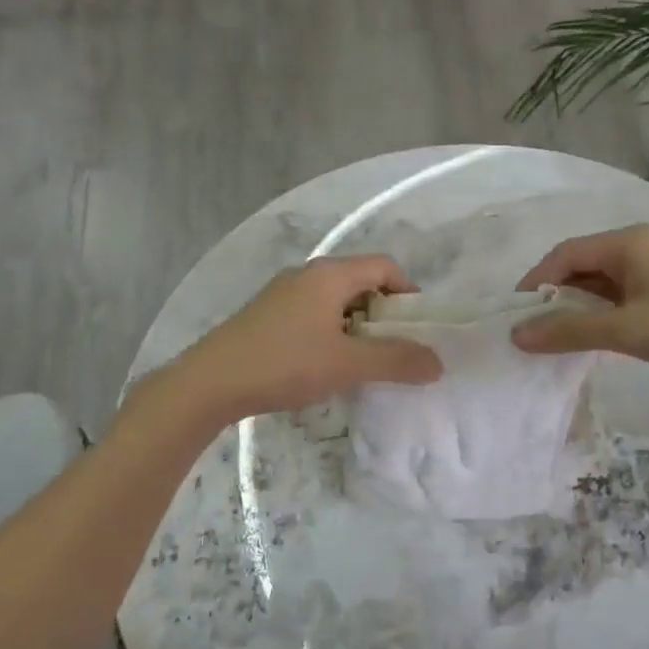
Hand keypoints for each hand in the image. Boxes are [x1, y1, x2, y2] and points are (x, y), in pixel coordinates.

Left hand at [174, 255, 442, 422]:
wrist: (210, 382)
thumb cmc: (284, 364)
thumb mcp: (347, 364)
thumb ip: (396, 361)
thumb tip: (438, 363)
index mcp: (330, 274)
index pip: (385, 266)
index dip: (408, 293)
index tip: (417, 329)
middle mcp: (307, 274)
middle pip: (361, 282)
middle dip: (383, 314)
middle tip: (393, 349)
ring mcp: (283, 293)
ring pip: (335, 301)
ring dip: (357, 327)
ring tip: (362, 362)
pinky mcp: (267, 315)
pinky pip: (313, 314)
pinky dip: (331, 333)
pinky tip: (325, 365)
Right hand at [511, 225, 648, 384]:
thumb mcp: (625, 330)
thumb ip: (568, 331)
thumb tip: (517, 334)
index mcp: (627, 243)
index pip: (564, 255)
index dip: (535, 282)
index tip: (516, 314)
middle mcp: (640, 243)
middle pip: (582, 264)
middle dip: (556, 296)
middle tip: (537, 330)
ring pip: (604, 280)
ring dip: (581, 305)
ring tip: (564, 336)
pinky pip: (624, 291)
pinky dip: (605, 310)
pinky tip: (601, 334)